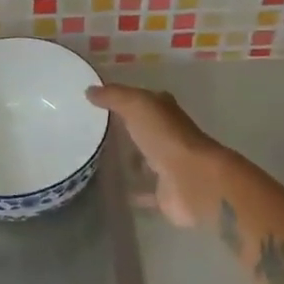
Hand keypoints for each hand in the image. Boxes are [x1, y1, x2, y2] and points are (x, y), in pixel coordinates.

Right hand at [86, 83, 223, 227]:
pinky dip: (132, 191)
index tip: (98, 101)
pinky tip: (111, 192)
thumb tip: (89, 90)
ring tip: (96, 161)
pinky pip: (144, 191)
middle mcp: (167, 135)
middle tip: (92, 132)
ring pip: (144, 160)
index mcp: (164, 111)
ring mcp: (167, 165)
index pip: (142, 100)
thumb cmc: (166, 136)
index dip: (123, 98)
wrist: (194, 181)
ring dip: (129, 161)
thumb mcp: (136, 105)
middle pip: (143, 130)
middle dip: (124, 130)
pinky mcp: (165, 193)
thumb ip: (113, 96)